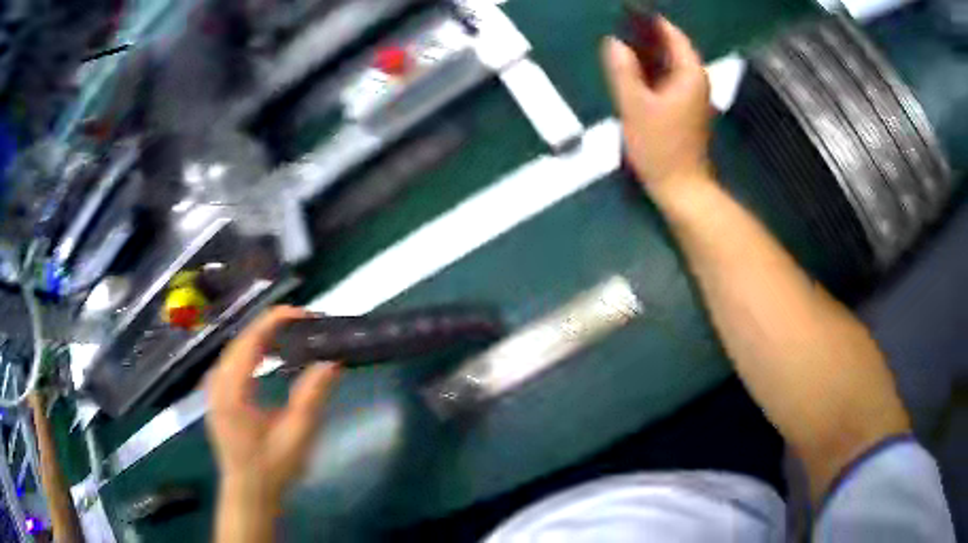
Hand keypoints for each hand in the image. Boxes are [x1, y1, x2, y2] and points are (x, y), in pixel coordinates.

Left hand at [206, 306, 339, 504]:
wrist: (249, 493)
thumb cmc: (273, 468)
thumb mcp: (297, 434)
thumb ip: (312, 395)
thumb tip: (332, 361)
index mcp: (232, 391)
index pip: (250, 340)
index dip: (276, 320)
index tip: (305, 314)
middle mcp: (217, 383)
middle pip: (241, 340)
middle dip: (271, 326)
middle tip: (304, 324)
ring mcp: (213, 389)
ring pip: (235, 348)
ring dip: (261, 337)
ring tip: (291, 335)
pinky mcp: (216, 395)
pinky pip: (232, 361)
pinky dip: (252, 351)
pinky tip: (268, 356)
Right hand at [603, 18, 712, 200]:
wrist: (681, 187)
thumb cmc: (661, 147)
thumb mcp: (635, 106)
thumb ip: (623, 71)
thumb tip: (613, 43)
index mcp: (689, 75)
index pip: (674, 36)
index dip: (653, 22)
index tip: (629, 11)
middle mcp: (695, 82)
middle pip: (672, 48)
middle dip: (648, 35)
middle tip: (619, 25)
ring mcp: (691, 97)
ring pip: (669, 64)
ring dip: (647, 53)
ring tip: (620, 42)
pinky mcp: (684, 110)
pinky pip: (667, 79)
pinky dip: (651, 71)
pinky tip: (631, 70)